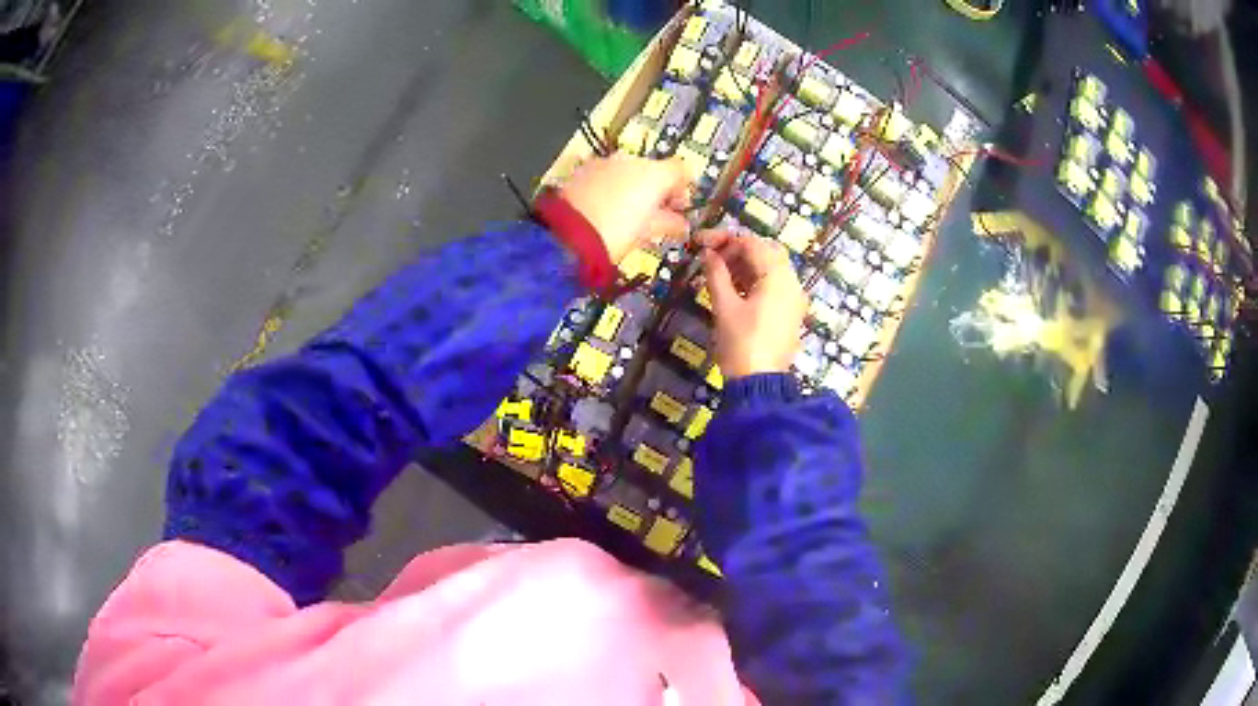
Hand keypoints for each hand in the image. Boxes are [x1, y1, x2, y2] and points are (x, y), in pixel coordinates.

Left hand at [559, 155, 690, 262]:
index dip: (683, 189)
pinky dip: (612, 188)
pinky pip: (607, 175)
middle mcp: (630, 160)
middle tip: (656, 215)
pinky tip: (608, 209)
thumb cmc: (614, 233)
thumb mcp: (648, 232)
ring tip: (630, 216)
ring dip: (634, 189)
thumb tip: (680, 224)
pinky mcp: (583, 171)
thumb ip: (670, 222)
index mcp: (653, 173)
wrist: (567, 236)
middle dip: (657, 191)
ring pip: (628, 172)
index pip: (681, 170)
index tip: (680, 206)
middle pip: (653, 170)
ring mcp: (604, 163)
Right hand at [699, 230, 807, 378]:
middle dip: (737, 249)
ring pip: (771, 269)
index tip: (699, 242)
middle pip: (766, 252)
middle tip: (712, 256)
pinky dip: (754, 280)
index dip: (724, 239)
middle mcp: (791, 283)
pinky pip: (774, 286)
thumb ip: (716, 274)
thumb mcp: (724, 307)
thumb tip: (707, 253)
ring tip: (717, 271)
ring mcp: (793, 299)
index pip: (752, 243)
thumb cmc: (740, 343)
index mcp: (778, 277)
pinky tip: (733, 287)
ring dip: (745, 264)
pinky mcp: (789, 314)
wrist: (759, 384)